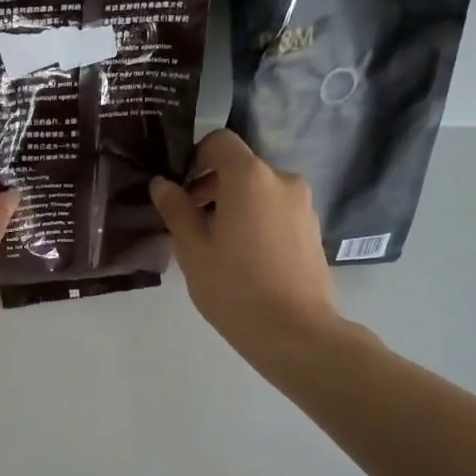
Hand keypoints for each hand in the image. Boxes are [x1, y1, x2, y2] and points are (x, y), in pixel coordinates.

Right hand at [150, 130, 344, 358]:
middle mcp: (282, 180)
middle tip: (191, 222)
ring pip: (260, 190)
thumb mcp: (193, 250)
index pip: (220, 142)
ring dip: (235, 204)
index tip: (181, 189)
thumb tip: (162, 184)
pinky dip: (257, 219)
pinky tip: (245, 257)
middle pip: (241, 167)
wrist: (295, 332)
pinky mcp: (313, 228)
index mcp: (250, 177)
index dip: (195, 157)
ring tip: (217, 245)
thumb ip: (176, 210)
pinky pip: (277, 210)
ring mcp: (303, 205)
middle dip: (213, 186)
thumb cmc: (235, 288)